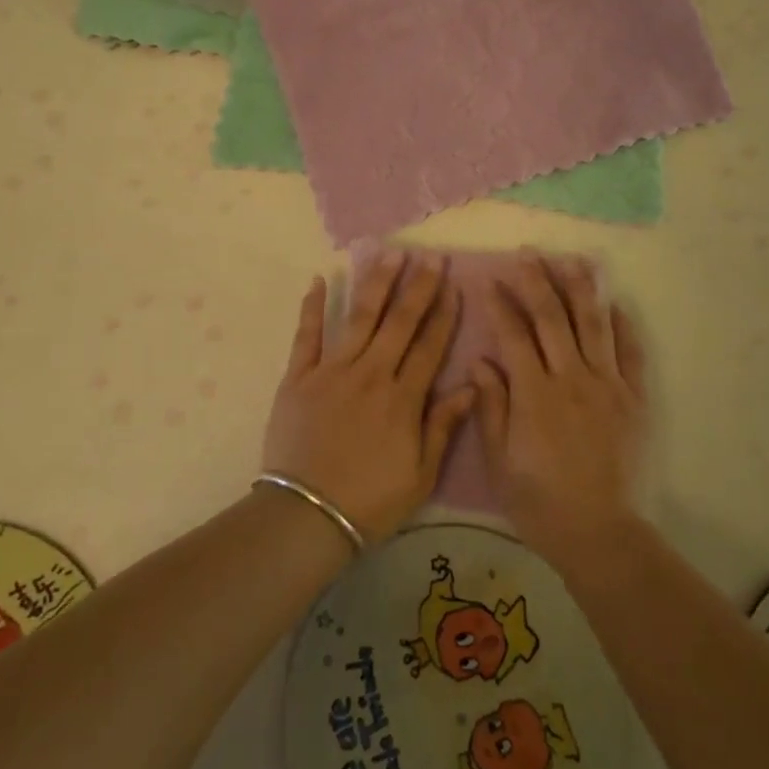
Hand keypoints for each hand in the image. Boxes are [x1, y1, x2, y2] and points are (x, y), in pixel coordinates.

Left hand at [262, 252, 476, 543]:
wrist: (307, 515)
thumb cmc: (370, 501)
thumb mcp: (421, 475)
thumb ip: (443, 426)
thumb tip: (471, 386)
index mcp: (402, 399)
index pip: (429, 346)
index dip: (444, 315)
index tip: (454, 286)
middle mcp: (370, 374)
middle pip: (399, 322)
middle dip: (418, 287)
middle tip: (430, 256)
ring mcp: (332, 371)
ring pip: (359, 318)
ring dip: (375, 283)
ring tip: (389, 253)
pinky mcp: (298, 377)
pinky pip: (306, 335)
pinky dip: (313, 306)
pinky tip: (321, 279)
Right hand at [476, 255, 646, 567]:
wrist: (599, 532)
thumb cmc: (538, 500)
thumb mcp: (499, 460)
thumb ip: (491, 406)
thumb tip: (481, 362)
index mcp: (533, 393)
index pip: (513, 335)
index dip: (501, 304)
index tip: (490, 280)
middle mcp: (571, 378)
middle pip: (552, 318)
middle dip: (537, 281)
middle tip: (527, 253)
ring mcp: (607, 385)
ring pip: (593, 325)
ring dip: (580, 289)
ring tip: (572, 260)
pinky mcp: (634, 399)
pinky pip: (631, 354)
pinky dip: (623, 326)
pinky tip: (616, 304)